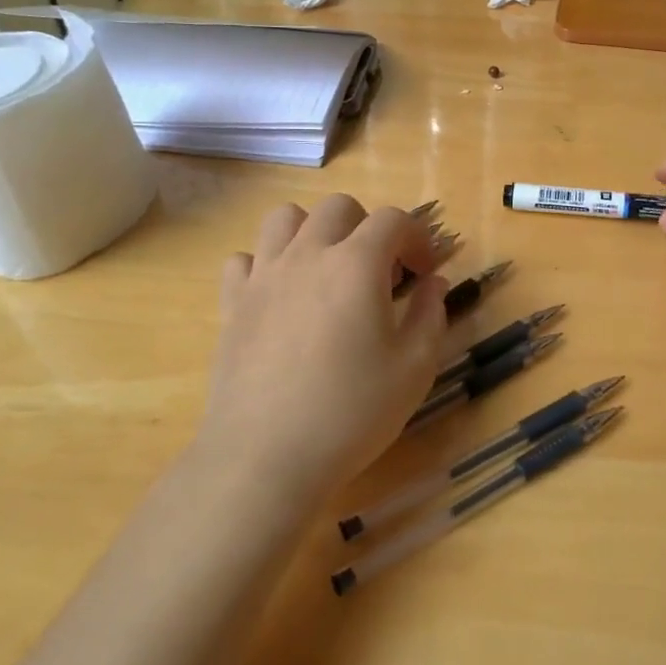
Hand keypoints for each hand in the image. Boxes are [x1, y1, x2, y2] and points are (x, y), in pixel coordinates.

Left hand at [198, 196, 448, 509]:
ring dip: (313, 231)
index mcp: (357, 264)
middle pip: (339, 208)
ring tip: (328, 269)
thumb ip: (430, 315)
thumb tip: (432, 283)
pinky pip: (245, 259)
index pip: (394, 220)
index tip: (426, 271)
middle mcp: (308, 255)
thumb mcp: (414, 368)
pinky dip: (266, 264)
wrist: (265, 456)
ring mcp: (264, 276)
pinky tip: (281, 296)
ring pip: (285, 218)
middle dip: (368, 227)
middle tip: (381, 271)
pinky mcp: (232, 304)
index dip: (418, 237)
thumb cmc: (351, 412)